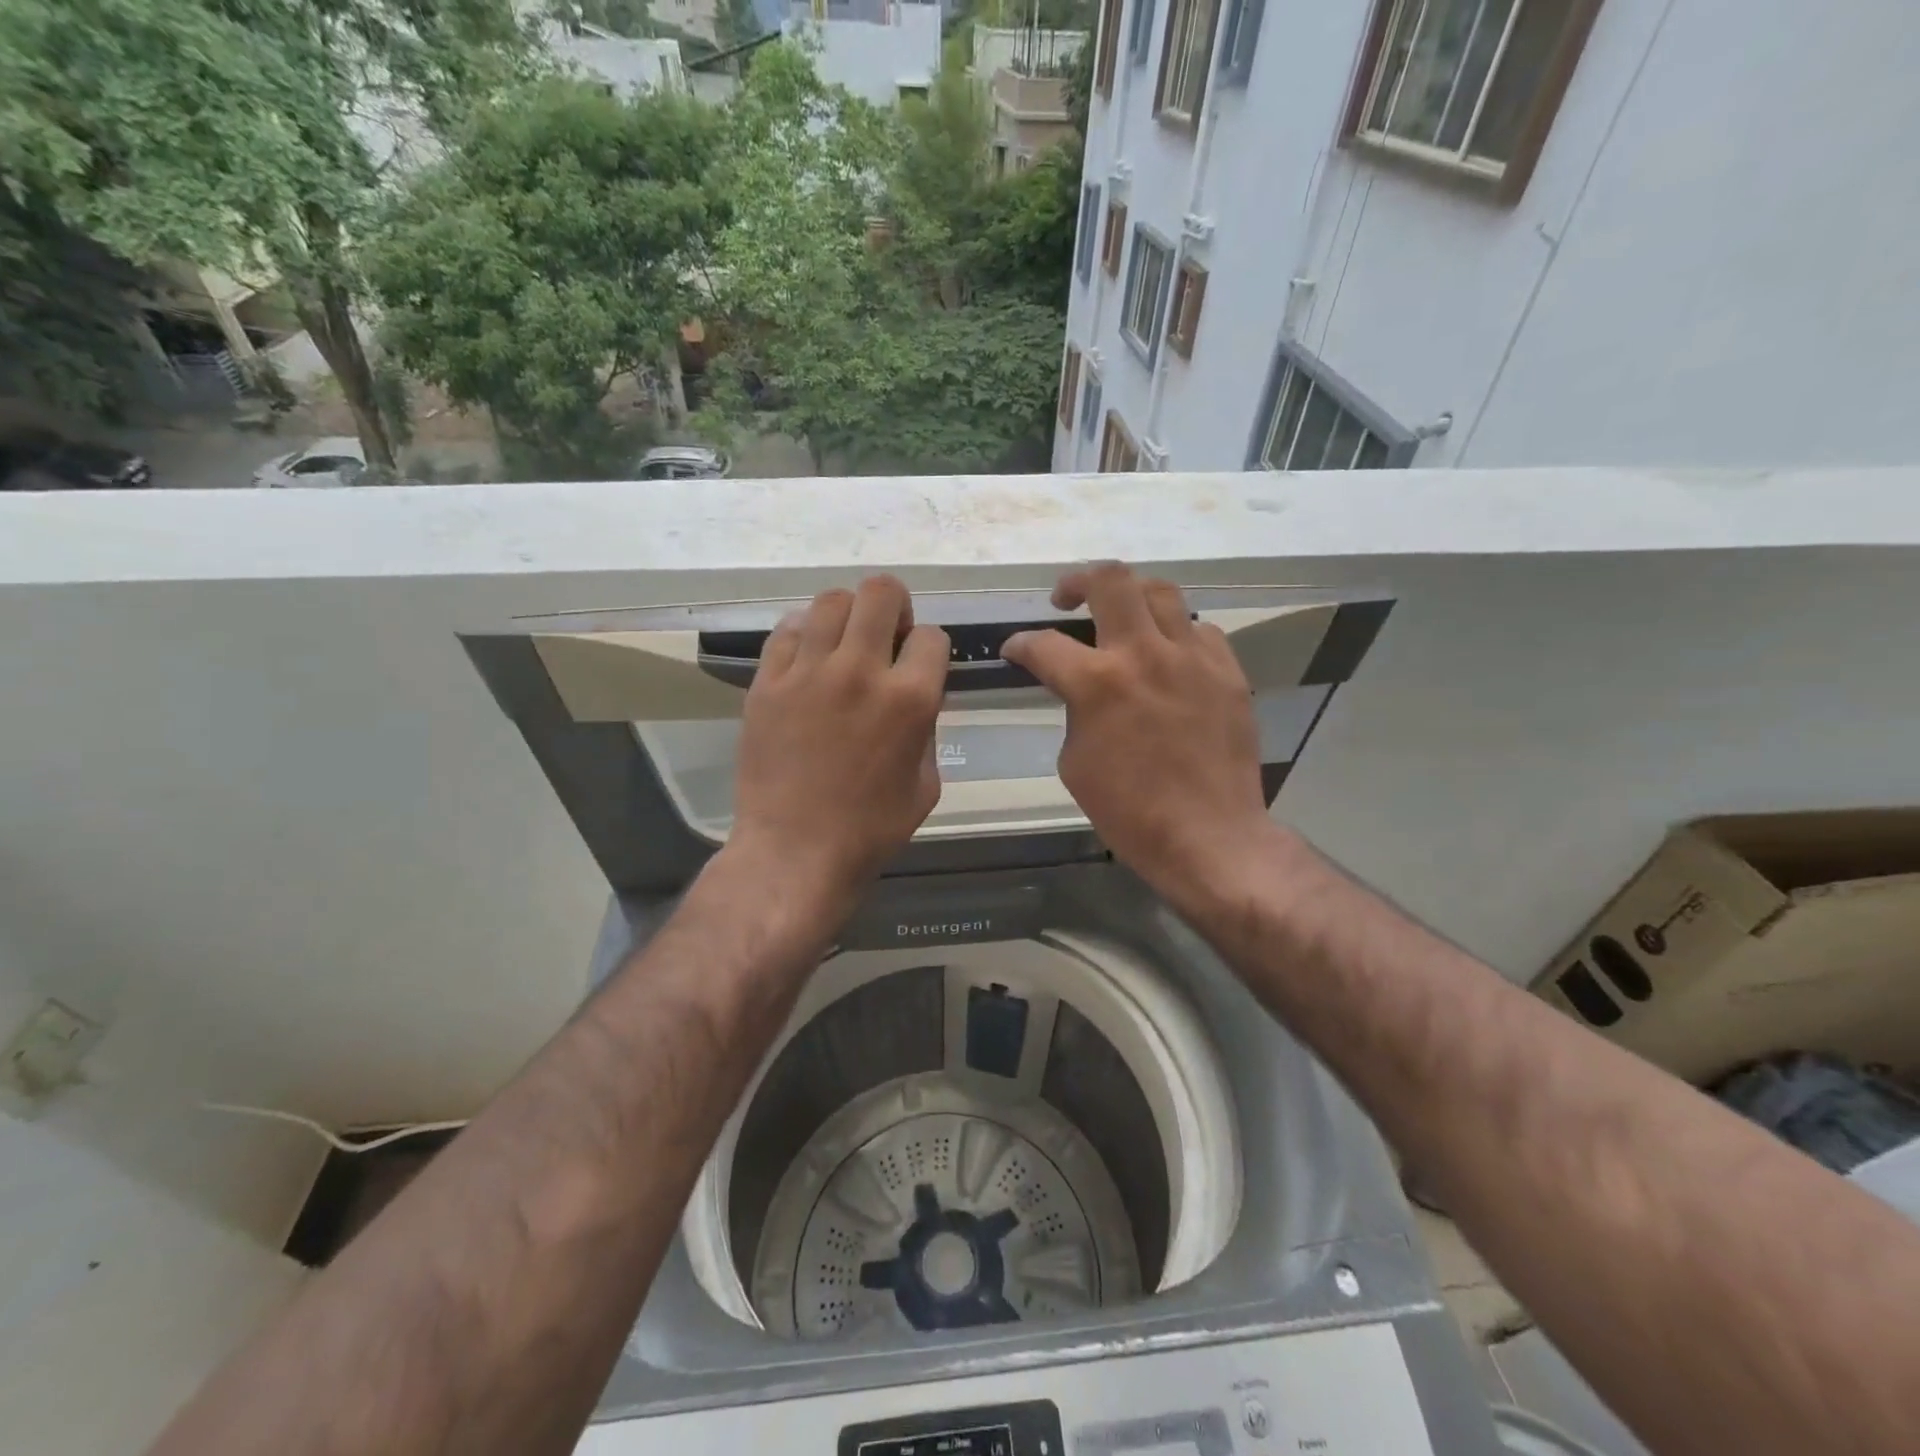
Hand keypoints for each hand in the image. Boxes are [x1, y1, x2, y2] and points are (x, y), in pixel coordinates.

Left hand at [730, 576, 948, 895]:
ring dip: (848, 615)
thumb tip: (916, 695)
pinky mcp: (767, 682)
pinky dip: (804, 635)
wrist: (795, 850)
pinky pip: (787, 630)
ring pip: (831, 601)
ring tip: (844, 644)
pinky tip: (808, 660)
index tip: (919, 669)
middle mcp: (860, 671)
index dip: (929, 651)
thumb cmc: (871, 829)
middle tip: (886, 637)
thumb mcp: (926, 784)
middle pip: (881, 593)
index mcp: (909, 699)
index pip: (931, 636)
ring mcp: (807, 672)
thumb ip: (927, 727)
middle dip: (894, 608)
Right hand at [1002, 564, 1273, 905]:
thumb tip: (1079, 691)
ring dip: (1132, 596)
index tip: (1015, 650)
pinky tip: (1169, 656)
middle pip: (1111, 580)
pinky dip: (1176, 635)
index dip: (1020, 644)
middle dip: (1078, 581)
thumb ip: (1074, 711)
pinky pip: (1200, 630)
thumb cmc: (1130, 812)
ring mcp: (1193, 658)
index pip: (1044, 644)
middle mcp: (1145, 654)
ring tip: (1122, 615)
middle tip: (1066, 598)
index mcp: (1097, 683)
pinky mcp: (1228, 671)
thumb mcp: (1075, 763)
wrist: (1209, 836)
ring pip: (1162, 591)